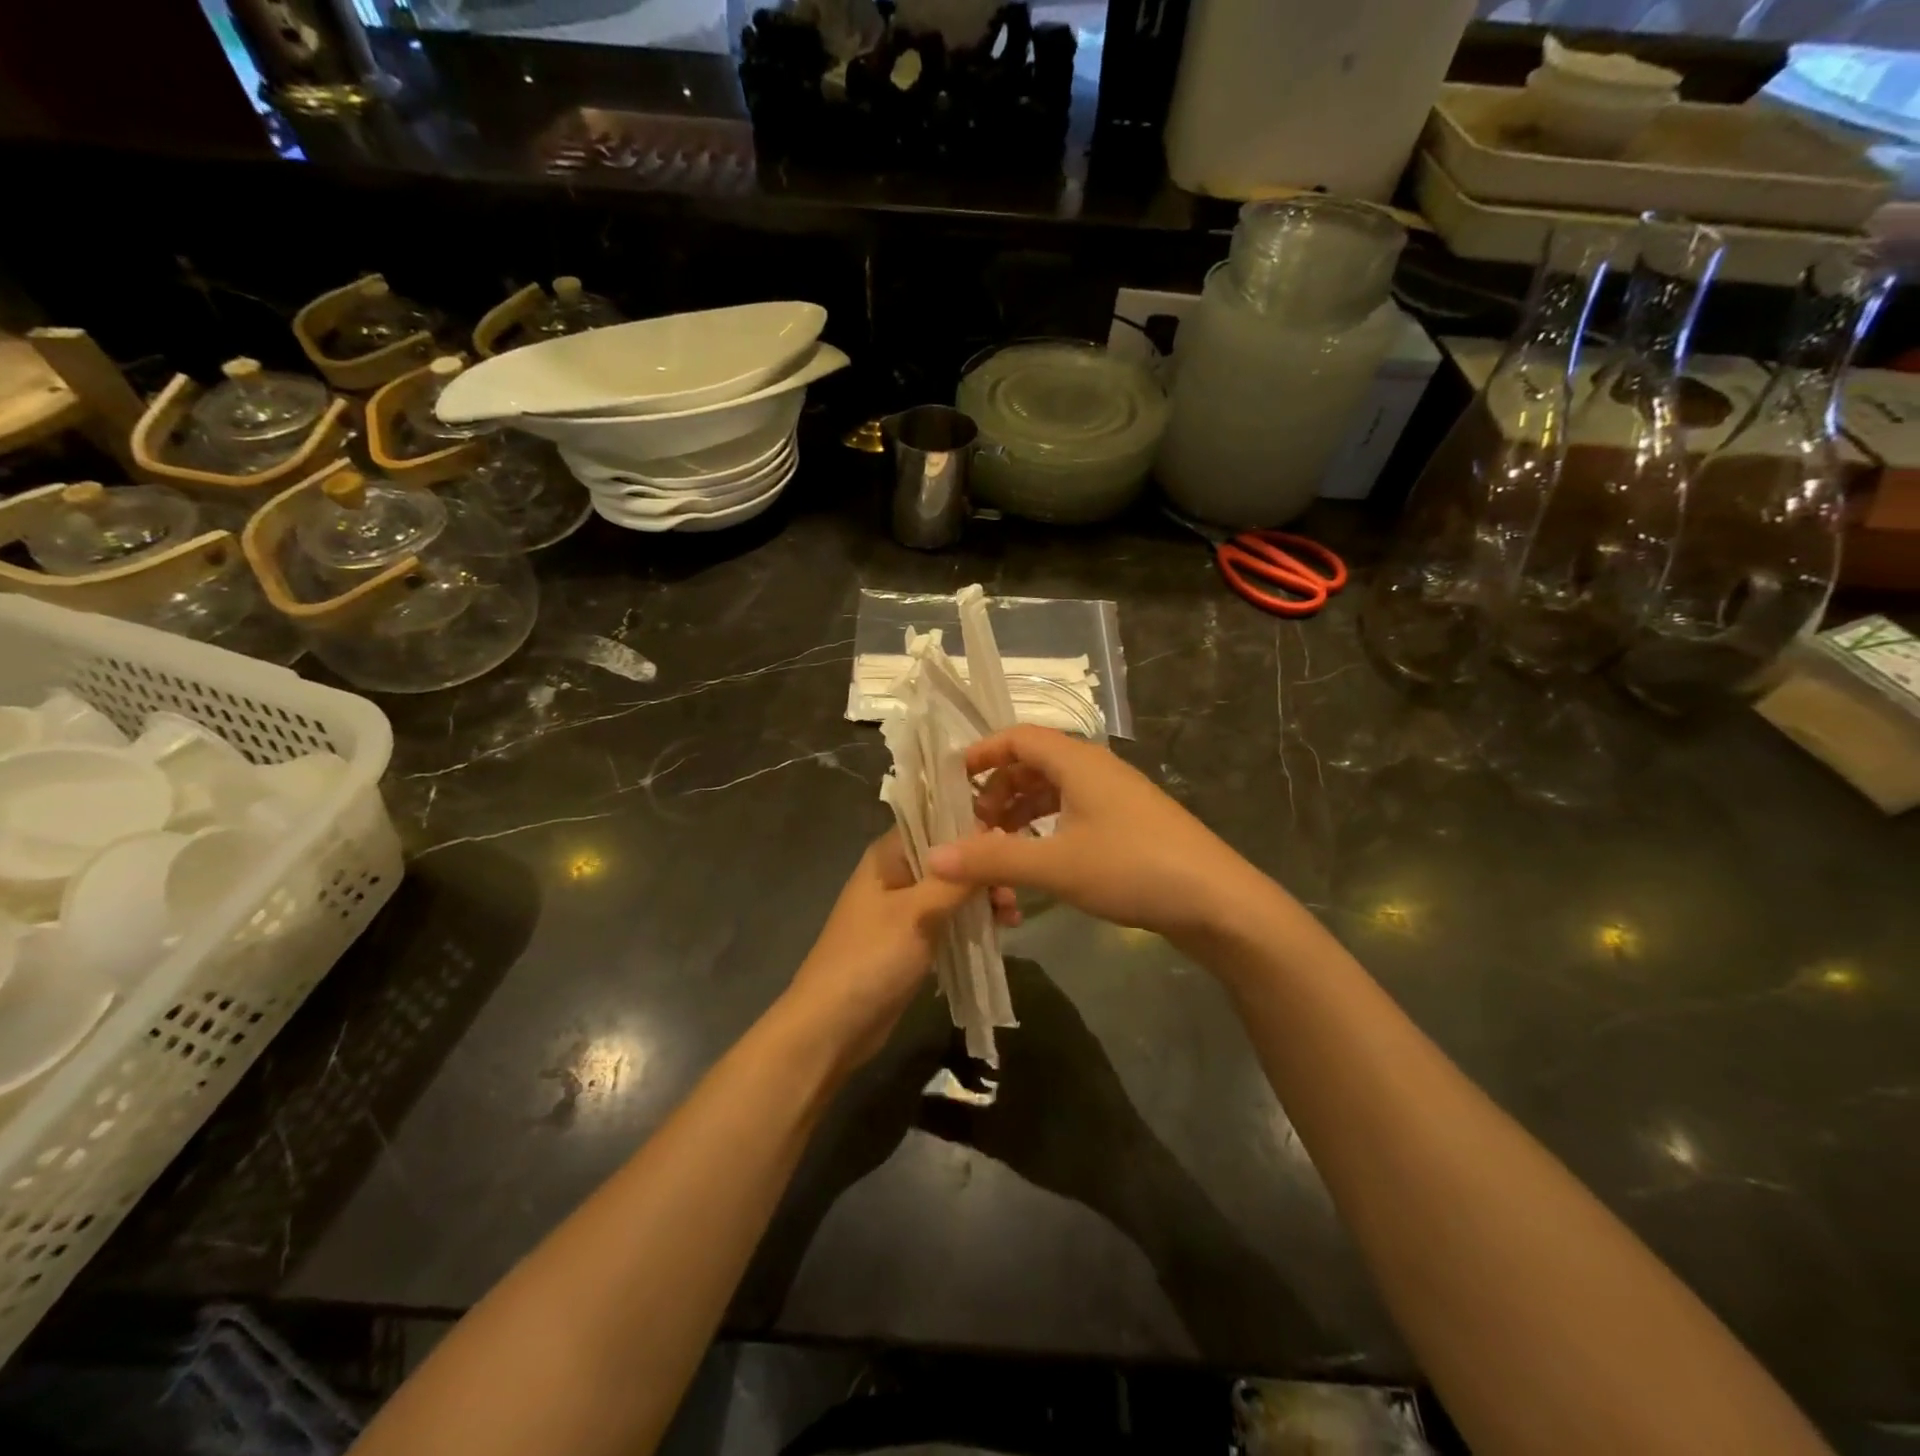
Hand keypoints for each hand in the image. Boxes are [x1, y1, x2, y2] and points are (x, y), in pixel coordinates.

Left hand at [785, 831, 1015, 1069]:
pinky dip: (972, 922)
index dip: (973, 828)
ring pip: (953, 891)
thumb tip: (992, 837)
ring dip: (982, 899)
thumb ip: (956, 878)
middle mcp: (896, 874)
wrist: (831, 1027)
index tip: (1011, 842)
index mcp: (888, 856)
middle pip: (949, 859)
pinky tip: (1000, 932)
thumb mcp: (918, 913)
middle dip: (983, 871)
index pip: (935, 821)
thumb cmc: (871, 959)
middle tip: (1014, 893)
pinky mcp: (912, 940)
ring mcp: (903, 909)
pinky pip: (949, 919)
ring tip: (1012, 917)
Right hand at [923, 726, 1265, 945]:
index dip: (982, 753)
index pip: (1018, 737)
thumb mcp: (1055, 865)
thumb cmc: (1132, 868)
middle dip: (998, 790)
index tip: (952, 781)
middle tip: (974, 826)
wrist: (1217, 901)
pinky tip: (1039, 857)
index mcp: (1078, 761)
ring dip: (1022, 811)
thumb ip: (992, 858)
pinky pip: (1075, 811)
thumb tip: (934, 857)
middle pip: (1034, 763)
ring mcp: (1116, 795)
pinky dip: (1047, 826)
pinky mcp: (1130, 822)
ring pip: (1055, 790)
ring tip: (999, 845)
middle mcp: (1096, 768)